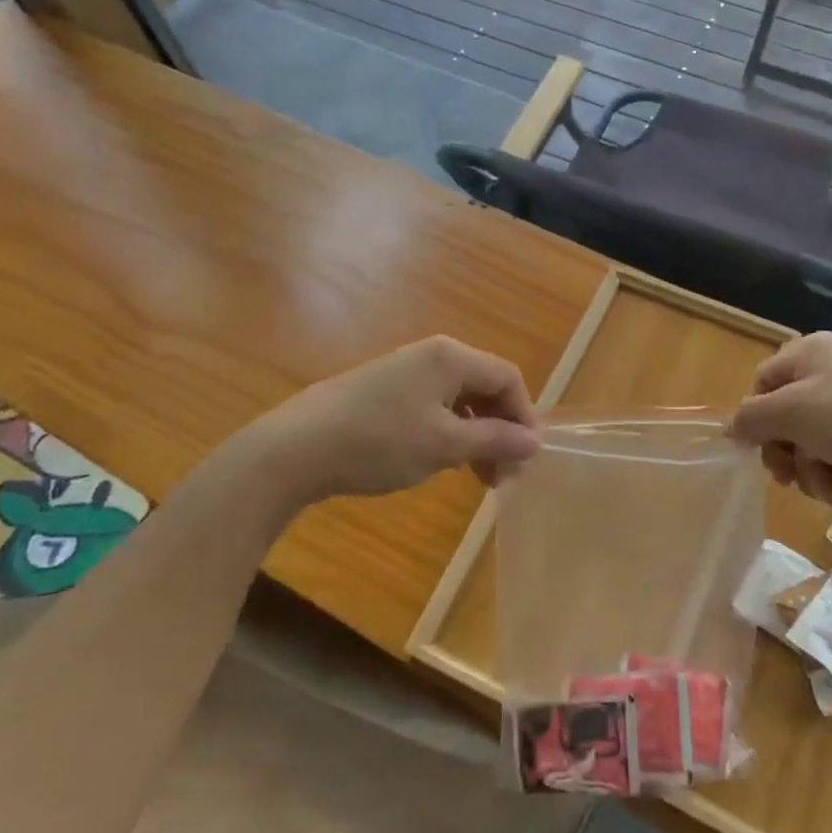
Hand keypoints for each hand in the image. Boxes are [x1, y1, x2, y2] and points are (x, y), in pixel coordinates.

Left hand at [247, 337, 540, 503]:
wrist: (296, 448)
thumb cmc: (380, 442)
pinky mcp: (385, 391)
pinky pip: (433, 406)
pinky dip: (449, 432)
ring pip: (459, 399)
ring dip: (476, 435)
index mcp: (451, 357)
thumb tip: (535, 441)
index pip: (507, 377)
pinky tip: (442, 461)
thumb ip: (495, 439)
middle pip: (485, 386)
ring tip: (477, 476)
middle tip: (503, 474)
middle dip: (500, 429)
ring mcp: (405, 371)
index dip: (524, 416)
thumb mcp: (445, 445)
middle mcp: (432, 355)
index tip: (526, 458)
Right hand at [726, 332, 831, 513]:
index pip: (762, 382)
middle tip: (788, 477)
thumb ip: (750, 419)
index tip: (760, 448)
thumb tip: (731, 429)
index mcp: (811, 351)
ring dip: (811, 471)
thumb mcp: (789, 413)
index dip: (757, 417)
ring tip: (830, 487)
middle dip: (785, 452)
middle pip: (784, 417)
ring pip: (809, 443)